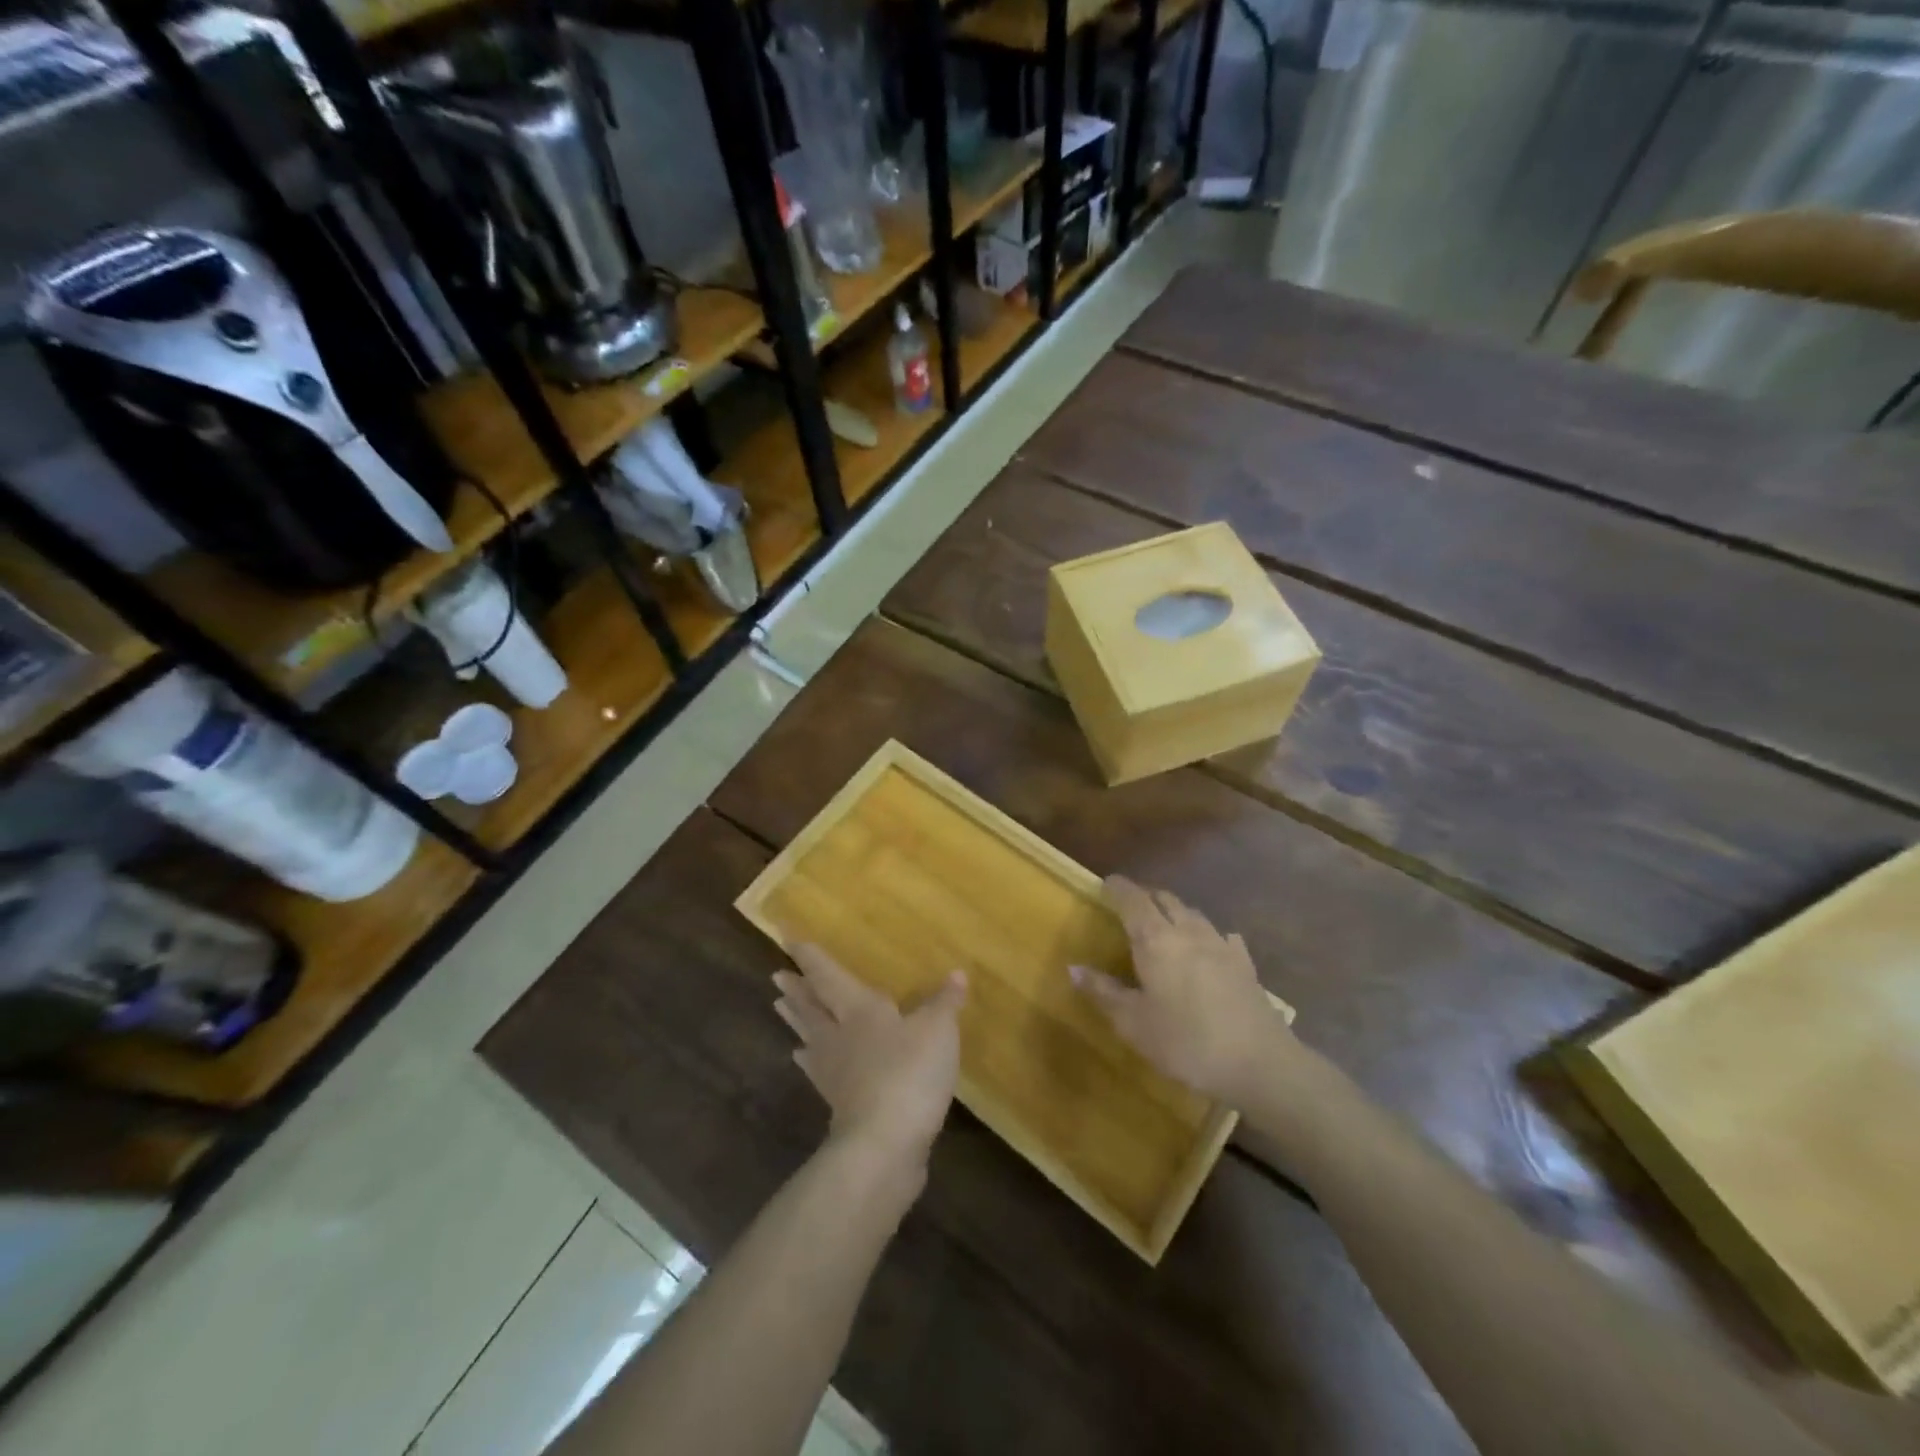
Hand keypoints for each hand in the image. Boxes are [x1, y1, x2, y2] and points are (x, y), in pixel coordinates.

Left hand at [773, 945, 966, 1175]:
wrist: (884, 1144)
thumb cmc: (909, 1073)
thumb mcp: (938, 1030)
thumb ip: (944, 1002)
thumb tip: (956, 974)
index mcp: (859, 1009)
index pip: (828, 975)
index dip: (810, 957)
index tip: (787, 938)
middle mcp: (839, 1034)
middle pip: (811, 1006)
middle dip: (797, 988)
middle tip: (776, 975)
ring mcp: (834, 1070)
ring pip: (810, 1035)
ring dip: (796, 1019)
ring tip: (779, 1006)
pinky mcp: (838, 1102)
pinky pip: (817, 1070)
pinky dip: (809, 1059)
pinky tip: (803, 1058)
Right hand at [1070, 876, 1293, 1105]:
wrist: (1259, 1063)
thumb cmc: (1186, 1042)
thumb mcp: (1134, 1023)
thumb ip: (1103, 992)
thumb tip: (1074, 967)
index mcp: (1155, 940)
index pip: (1132, 900)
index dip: (1118, 887)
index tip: (1107, 882)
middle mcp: (1188, 932)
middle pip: (1165, 899)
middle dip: (1146, 895)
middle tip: (1131, 902)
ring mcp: (1221, 945)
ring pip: (1193, 914)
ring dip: (1175, 911)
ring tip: (1165, 922)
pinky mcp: (1245, 964)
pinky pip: (1222, 937)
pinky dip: (1208, 935)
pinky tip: (1210, 948)